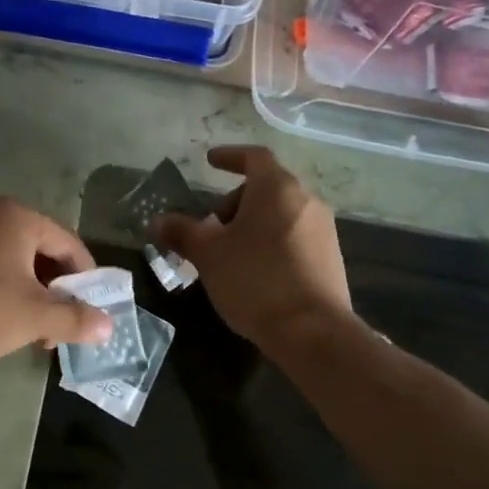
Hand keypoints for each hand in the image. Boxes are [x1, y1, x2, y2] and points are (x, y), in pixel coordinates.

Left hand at [0, 197, 112, 368]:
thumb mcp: (34, 317)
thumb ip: (75, 319)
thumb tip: (109, 326)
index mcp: (18, 218)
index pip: (70, 245)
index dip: (87, 281)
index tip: (92, 313)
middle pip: (43, 253)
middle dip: (57, 293)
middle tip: (61, 329)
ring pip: (16, 264)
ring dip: (33, 298)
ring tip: (35, 334)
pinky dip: (6, 294)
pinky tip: (3, 325)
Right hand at [153, 145, 352, 354]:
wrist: (313, 332)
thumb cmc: (255, 279)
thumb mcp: (208, 254)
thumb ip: (182, 231)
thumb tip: (158, 221)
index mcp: (277, 188)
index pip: (254, 157)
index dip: (230, 156)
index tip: (210, 161)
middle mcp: (306, 201)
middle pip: (266, 188)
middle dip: (234, 202)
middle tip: (210, 227)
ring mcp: (323, 230)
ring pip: (280, 214)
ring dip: (252, 224)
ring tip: (229, 254)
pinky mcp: (330, 258)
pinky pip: (294, 237)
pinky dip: (271, 242)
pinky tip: (255, 272)